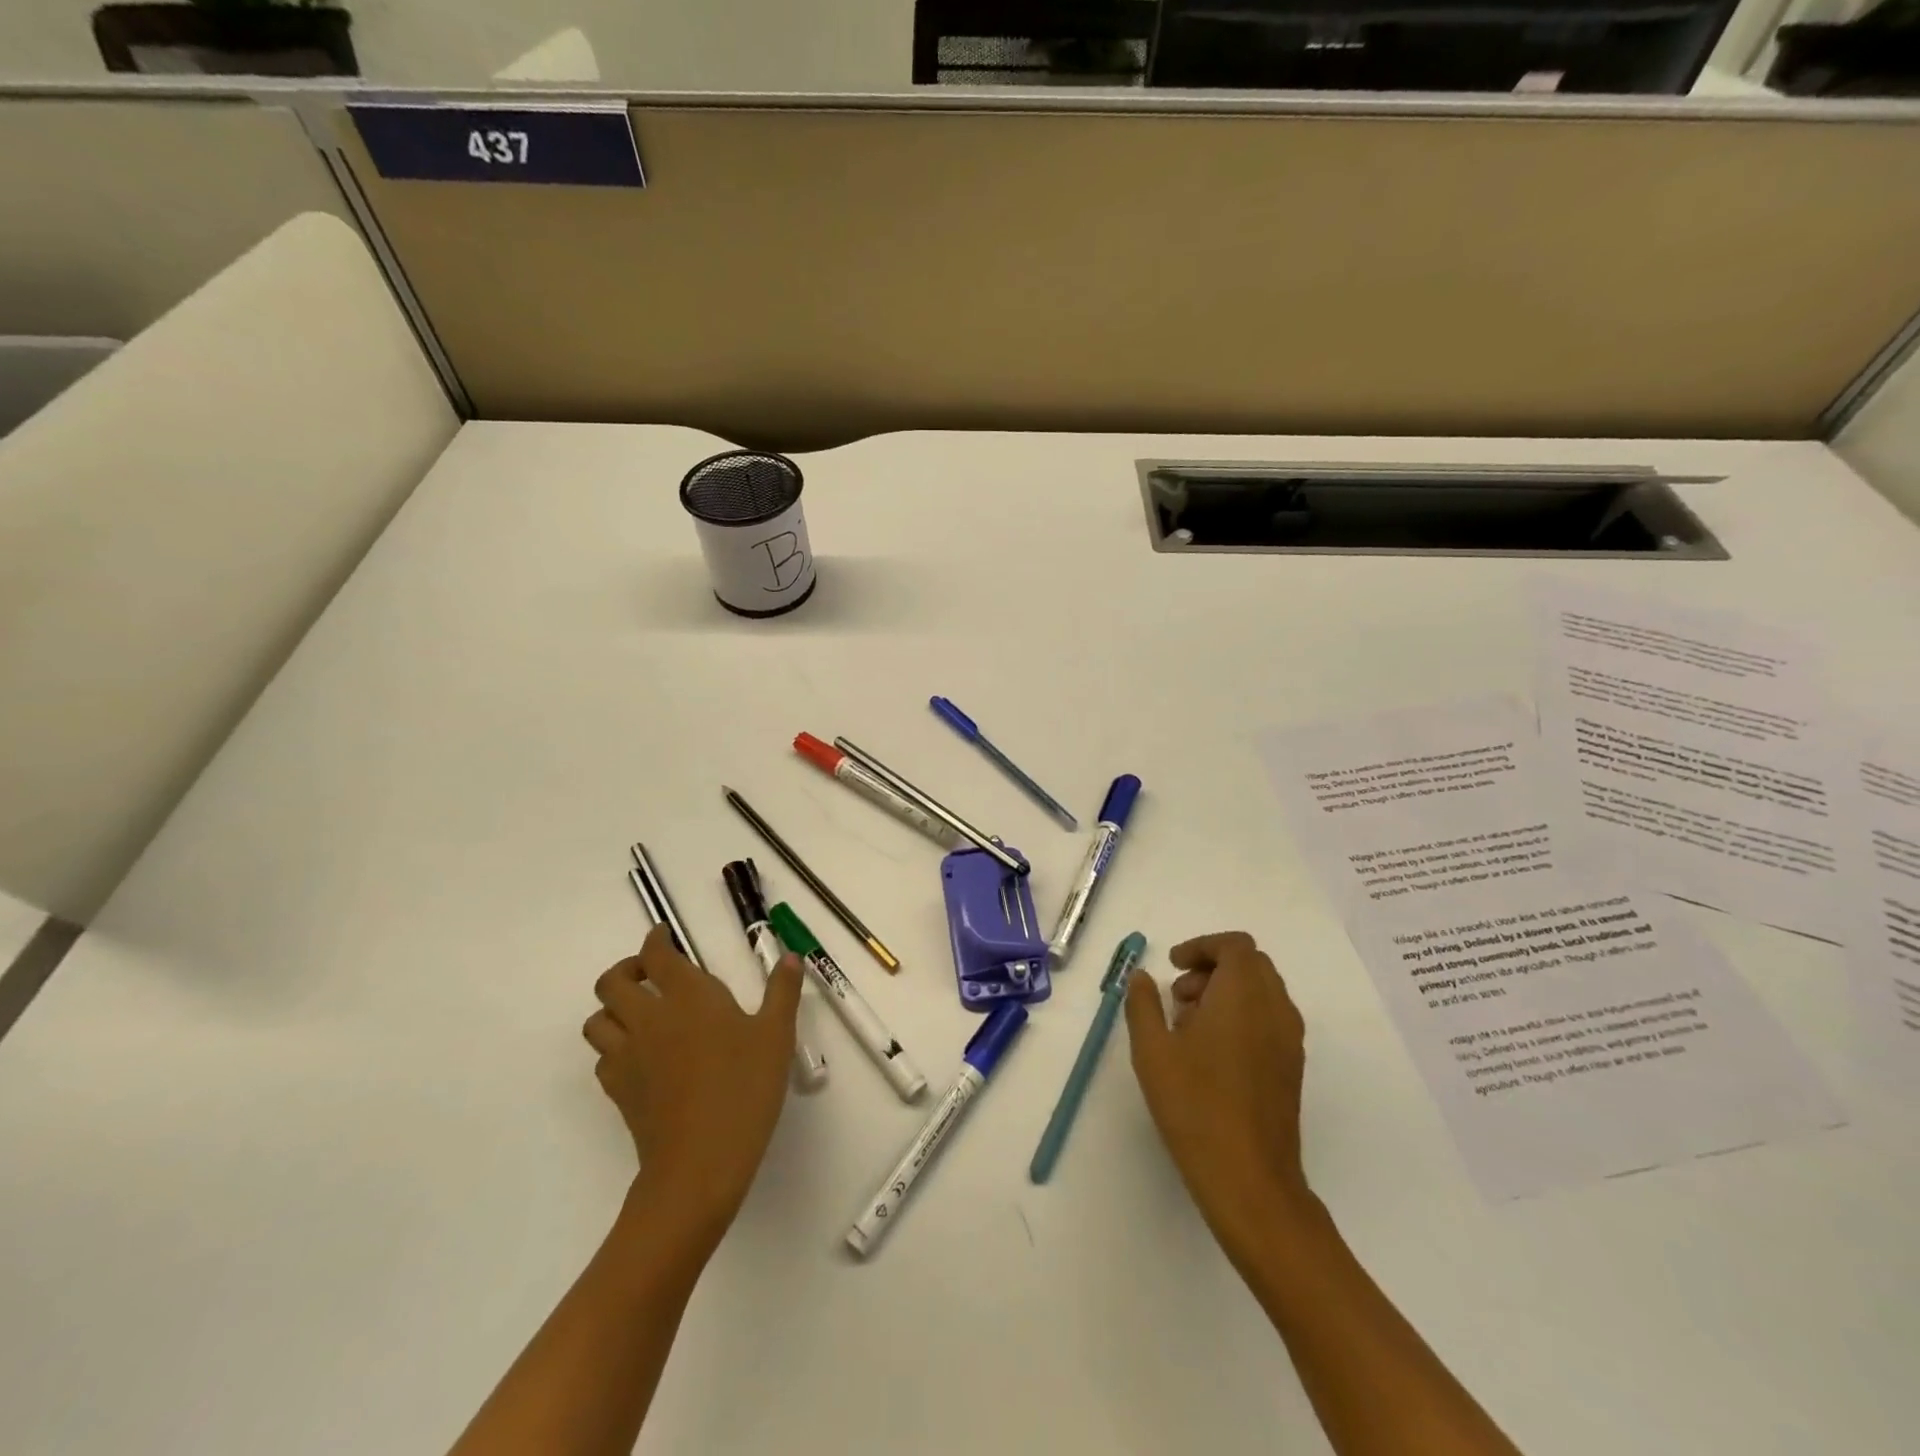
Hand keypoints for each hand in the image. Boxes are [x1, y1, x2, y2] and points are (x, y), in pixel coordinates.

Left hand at [583, 925, 803, 1238]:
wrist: (700, 1162)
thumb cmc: (745, 1088)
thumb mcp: (777, 1035)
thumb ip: (782, 991)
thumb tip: (790, 956)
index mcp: (688, 995)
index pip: (657, 954)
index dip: (656, 940)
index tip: (664, 936)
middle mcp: (649, 1017)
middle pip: (612, 982)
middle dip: (626, 969)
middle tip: (650, 974)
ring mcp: (628, 1055)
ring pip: (596, 1020)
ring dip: (612, 1009)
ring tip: (639, 1013)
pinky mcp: (618, 1090)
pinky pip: (603, 1058)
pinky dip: (614, 1048)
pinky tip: (640, 1058)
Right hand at [1125, 931, 1312, 1252]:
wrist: (1250, 1179)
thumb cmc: (1195, 1105)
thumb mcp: (1152, 1050)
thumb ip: (1143, 1004)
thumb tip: (1141, 976)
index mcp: (1244, 995)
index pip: (1235, 946)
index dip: (1202, 947)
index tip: (1172, 965)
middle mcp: (1275, 1009)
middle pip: (1251, 964)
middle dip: (1213, 968)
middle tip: (1179, 995)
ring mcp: (1289, 1040)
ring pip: (1262, 992)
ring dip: (1227, 992)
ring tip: (1188, 1026)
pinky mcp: (1292, 1067)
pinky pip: (1269, 1019)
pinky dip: (1242, 1015)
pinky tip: (1211, 1053)